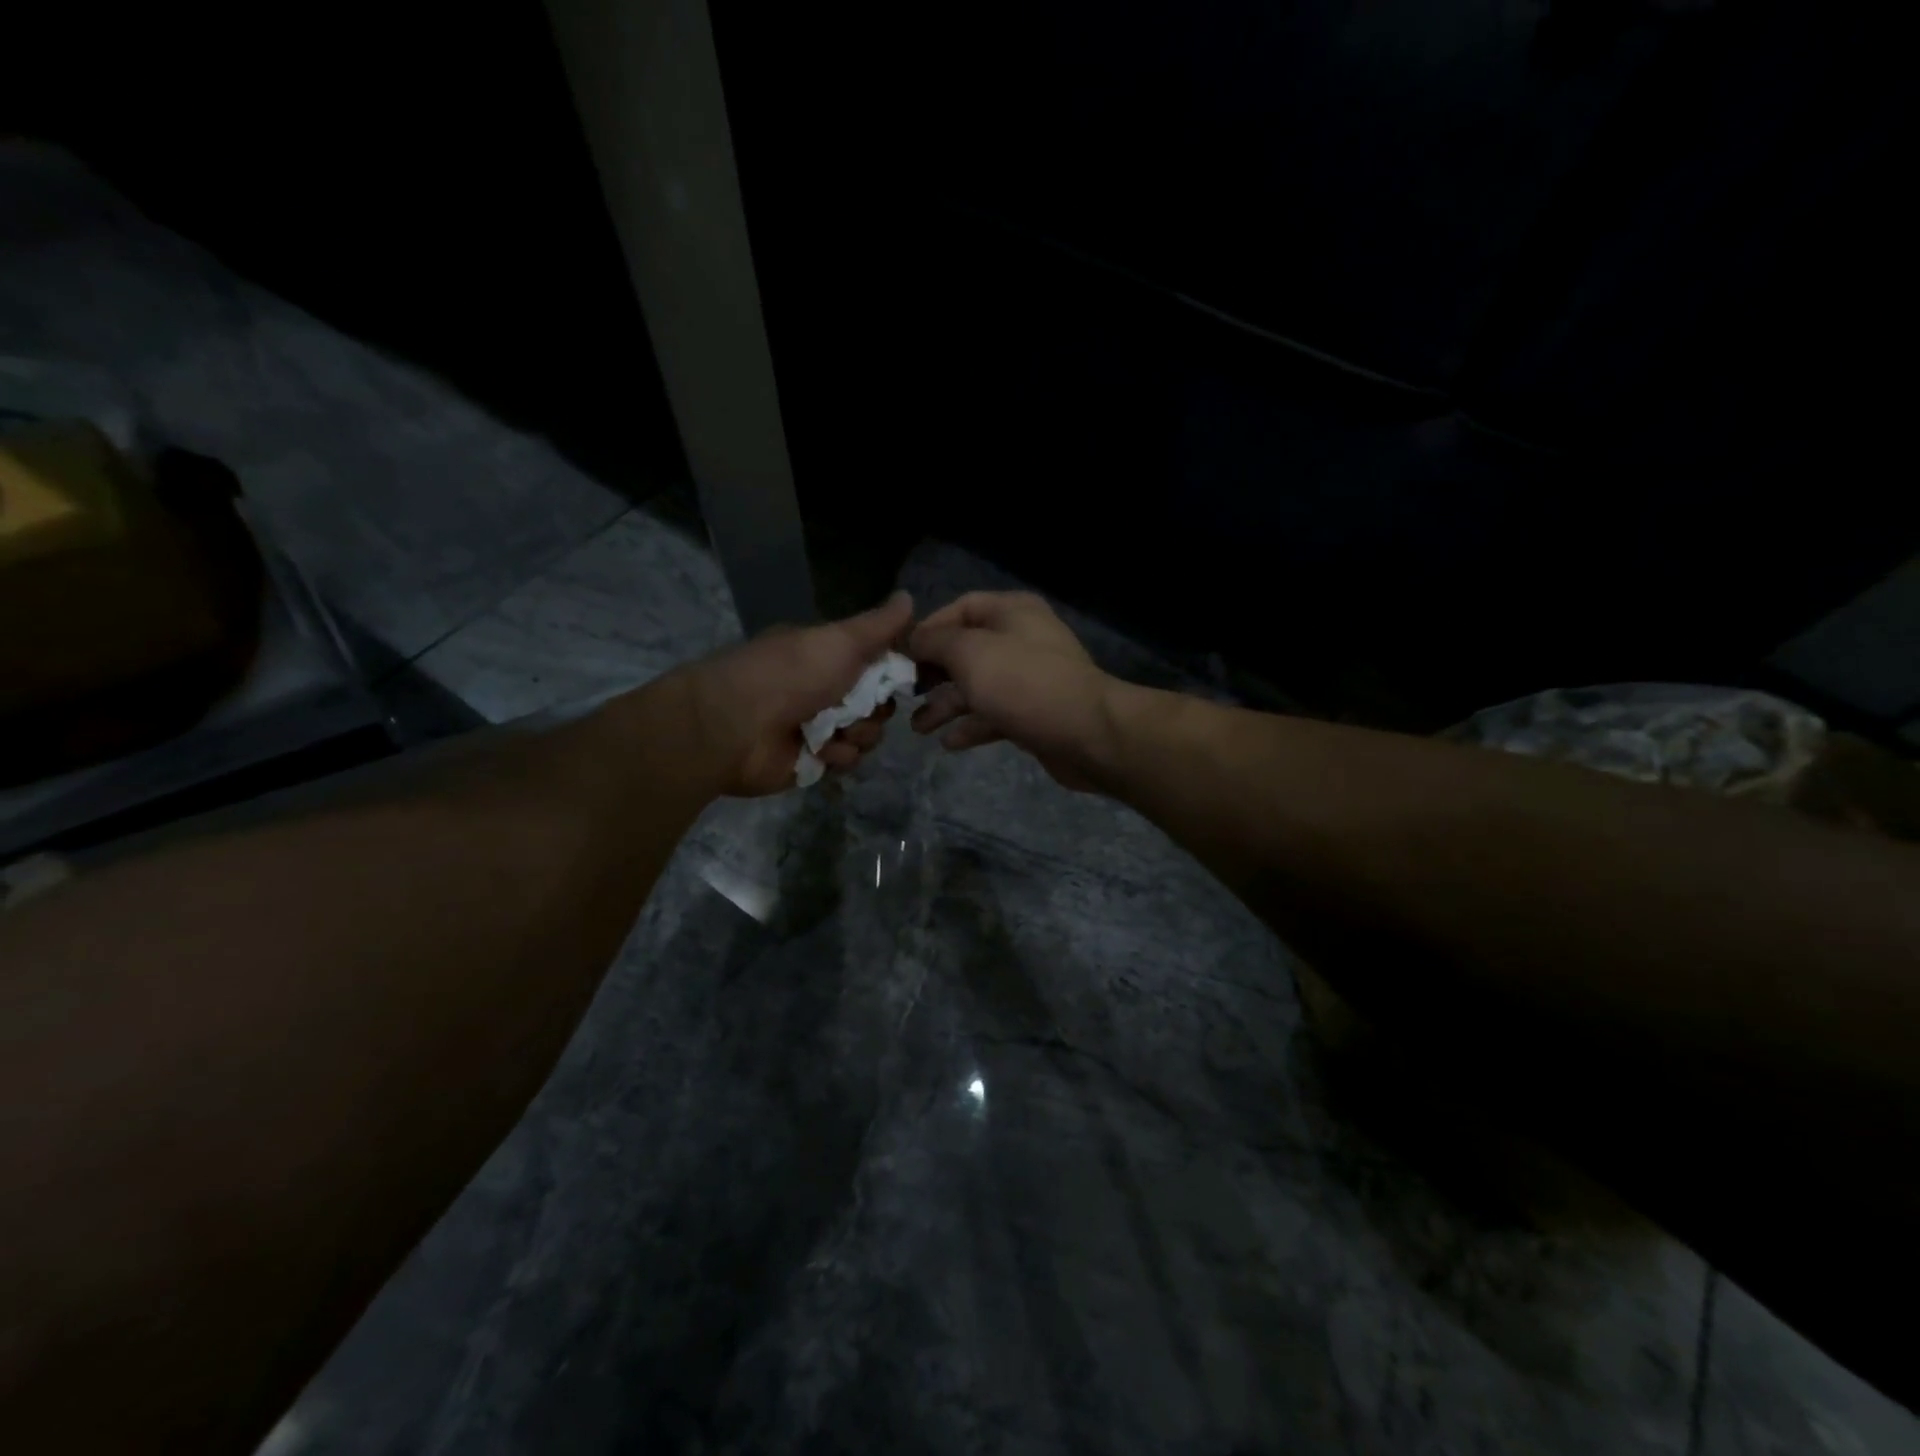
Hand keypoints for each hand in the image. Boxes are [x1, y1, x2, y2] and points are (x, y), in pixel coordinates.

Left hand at [675, 592, 914, 796]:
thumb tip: (910, 597)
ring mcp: (818, 727)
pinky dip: (838, 756)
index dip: (891, 674)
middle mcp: (825, 689)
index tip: (898, 678)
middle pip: (878, 704)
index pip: (878, 665)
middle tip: (858, 707)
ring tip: (834, 732)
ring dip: (858, 734)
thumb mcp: (840, 640)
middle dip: (876, 709)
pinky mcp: (813, 760)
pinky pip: (847, 760)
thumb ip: (878, 625)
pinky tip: (820, 750)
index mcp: (828, 656)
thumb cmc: (791, 674)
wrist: (736, 725)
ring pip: (867, 734)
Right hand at [908, 591, 1115, 790]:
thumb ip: (935, 642)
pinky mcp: (1034, 714)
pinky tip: (948, 743)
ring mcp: (1029, 679)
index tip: (900, 655)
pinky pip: (994, 714)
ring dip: (945, 705)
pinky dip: (971, 726)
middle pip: (966, 650)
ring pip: (977, 687)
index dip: (928, 629)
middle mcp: (1021, 639)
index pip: (960, 608)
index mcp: (1011, 612)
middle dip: (933, 673)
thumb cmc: (1024, 683)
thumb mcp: (970, 653)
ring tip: (917, 728)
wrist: (1088, 734)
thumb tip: (913, 639)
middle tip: (904, 694)